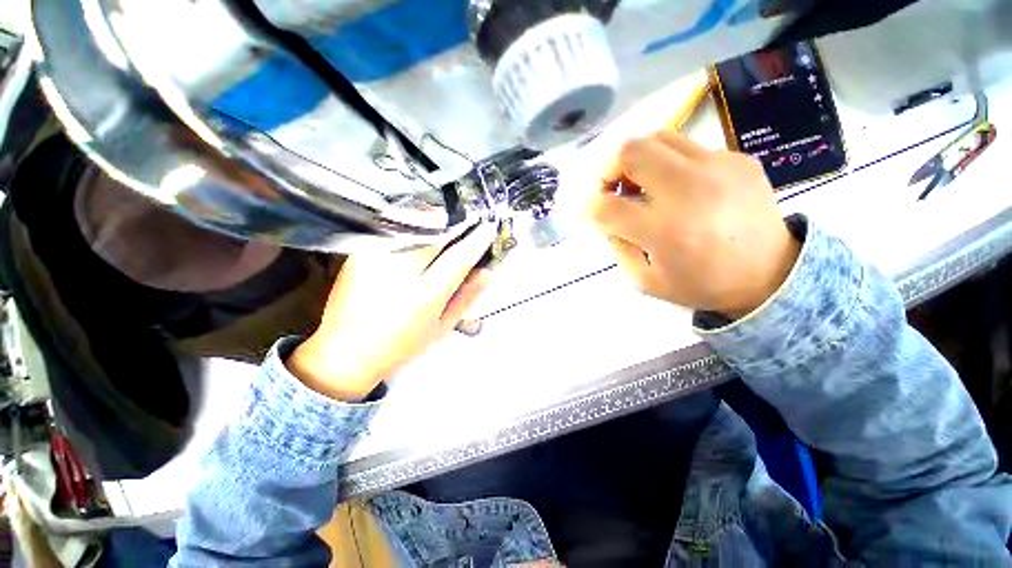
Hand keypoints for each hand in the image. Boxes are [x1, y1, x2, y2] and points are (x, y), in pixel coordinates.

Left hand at [287, 223, 496, 400]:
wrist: (345, 352)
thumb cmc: (402, 344)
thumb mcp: (443, 327)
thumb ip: (467, 297)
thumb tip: (489, 271)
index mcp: (424, 295)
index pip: (458, 257)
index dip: (477, 240)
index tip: (489, 228)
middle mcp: (399, 270)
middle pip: (436, 233)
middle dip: (456, 225)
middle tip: (468, 227)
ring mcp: (376, 258)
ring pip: (414, 226)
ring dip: (436, 223)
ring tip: (446, 232)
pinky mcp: (360, 253)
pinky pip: (396, 231)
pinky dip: (414, 229)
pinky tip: (419, 240)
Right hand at [585, 131, 799, 316]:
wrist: (771, 275)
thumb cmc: (702, 284)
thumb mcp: (645, 281)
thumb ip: (617, 246)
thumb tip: (606, 216)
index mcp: (665, 231)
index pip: (607, 207)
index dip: (587, 207)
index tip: (586, 211)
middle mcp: (690, 191)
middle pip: (629, 151)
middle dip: (606, 168)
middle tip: (610, 188)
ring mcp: (718, 168)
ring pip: (657, 137)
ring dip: (635, 159)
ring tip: (638, 183)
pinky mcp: (738, 158)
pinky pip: (687, 147)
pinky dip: (668, 164)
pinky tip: (676, 187)